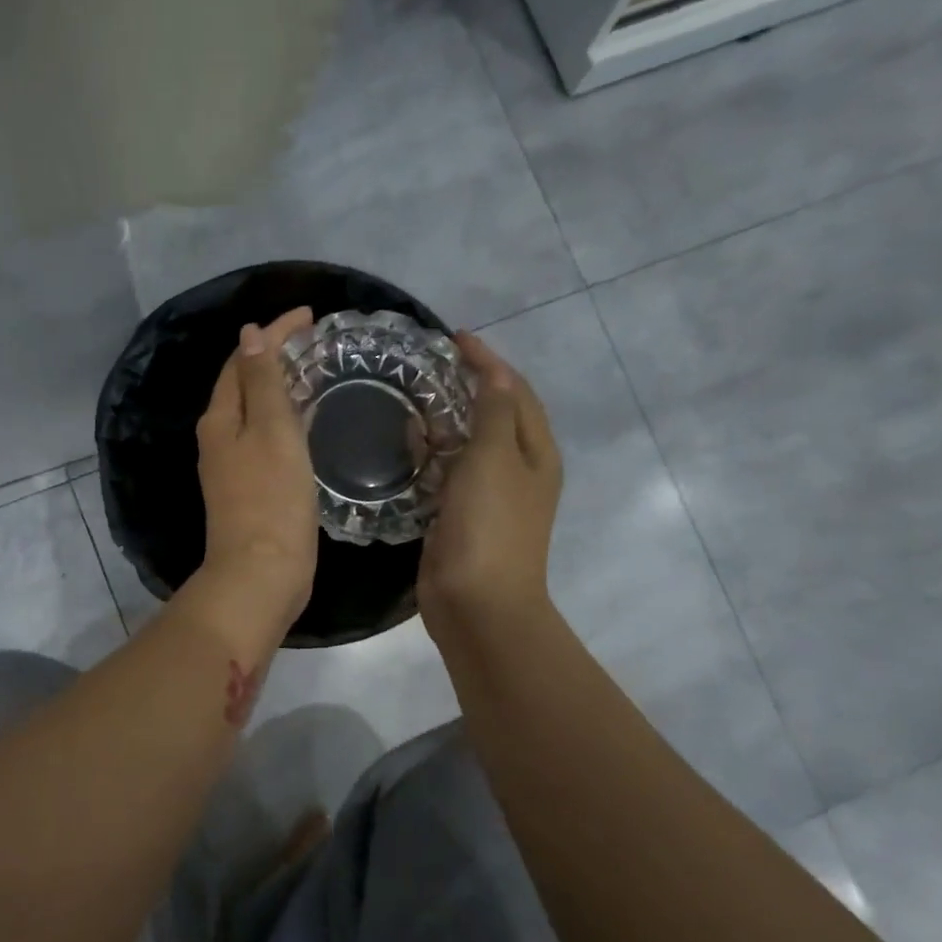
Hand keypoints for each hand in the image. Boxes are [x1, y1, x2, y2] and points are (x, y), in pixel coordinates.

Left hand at [189, 306, 319, 640]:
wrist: (261, 573)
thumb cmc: (271, 499)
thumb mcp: (271, 431)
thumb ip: (262, 382)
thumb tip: (249, 335)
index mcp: (220, 419)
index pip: (242, 359)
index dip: (274, 333)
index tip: (311, 315)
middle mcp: (218, 439)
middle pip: (244, 384)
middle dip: (274, 356)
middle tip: (315, 342)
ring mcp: (231, 468)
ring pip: (254, 413)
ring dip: (279, 388)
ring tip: (315, 374)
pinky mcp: (249, 491)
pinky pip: (265, 441)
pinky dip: (284, 421)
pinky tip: (306, 425)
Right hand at [419, 333, 563, 643]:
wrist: (477, 603)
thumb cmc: (490, 526)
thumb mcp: (494, 458)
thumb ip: (492, 412)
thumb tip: (493, 376)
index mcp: (535, 452)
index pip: (514, 392)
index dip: (488, 362)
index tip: (453, 338)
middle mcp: (517, 470)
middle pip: (494, 415)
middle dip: (467, 387)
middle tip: (428, 366)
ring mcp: (488, 497)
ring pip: (467, 446)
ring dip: (445, 421)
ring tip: (412, 398)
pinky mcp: (459, 518)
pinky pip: (446, 475)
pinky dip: (430, 455)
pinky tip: (406, 447)